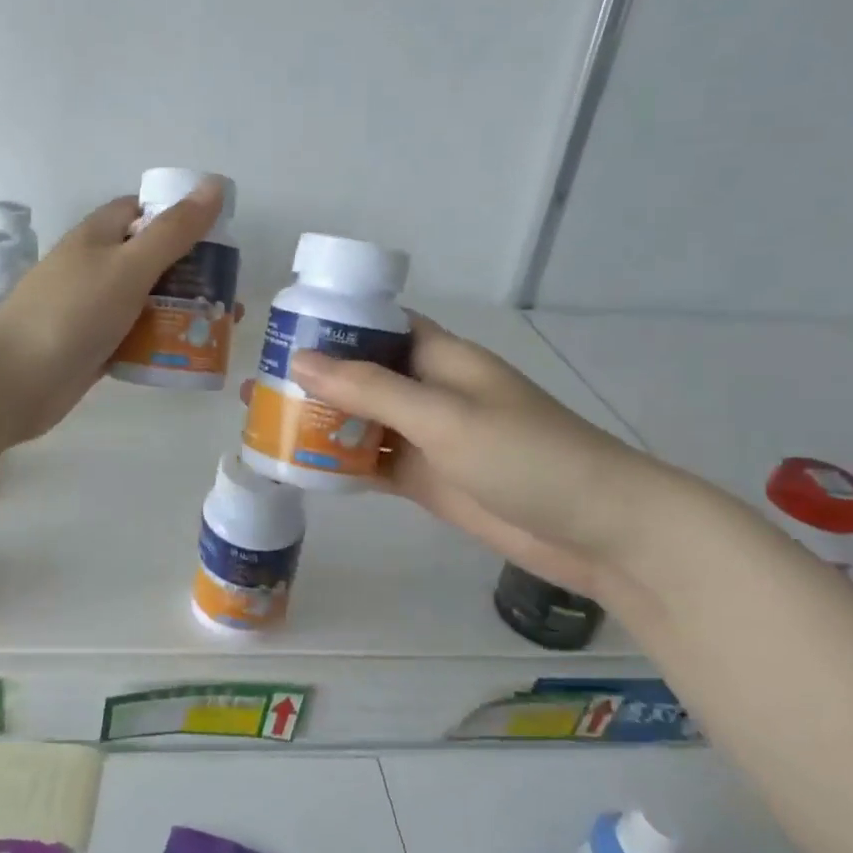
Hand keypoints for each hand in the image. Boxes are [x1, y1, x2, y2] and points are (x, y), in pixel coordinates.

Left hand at [0, 180, 234, 442]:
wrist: (16, 379)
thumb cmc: (73, 312)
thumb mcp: (129, 265)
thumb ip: (174, 231)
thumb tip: (213, 185)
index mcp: (98, 236)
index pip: (142, 211)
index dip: (179, 216)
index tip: (217, 235)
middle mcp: (95, 267)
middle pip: (151, 259)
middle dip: (190, 273)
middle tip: (229, 291)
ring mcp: (92, 309)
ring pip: (146, 302)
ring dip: (180, 311)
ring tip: (220, 327)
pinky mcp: (93, 346)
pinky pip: (135, 337)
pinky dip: (160, 342)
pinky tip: (189, 353)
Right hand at [284, 315, 668, 604]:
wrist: (597, 529)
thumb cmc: (525, 454)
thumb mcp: (443, 415)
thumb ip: (371, 390)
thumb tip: (300, 362)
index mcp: (439, 357)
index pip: (377, 324)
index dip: (331, 323)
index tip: (279, 330)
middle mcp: (429, 390)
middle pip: (361, 375)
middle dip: (313, 378)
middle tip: (255, 385)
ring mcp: (428, 437)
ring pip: (362, 422)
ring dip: (321, 423)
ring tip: (264, 422)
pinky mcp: (427, 478)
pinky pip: (374, 463)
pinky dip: (341, 464)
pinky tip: (300, 467)